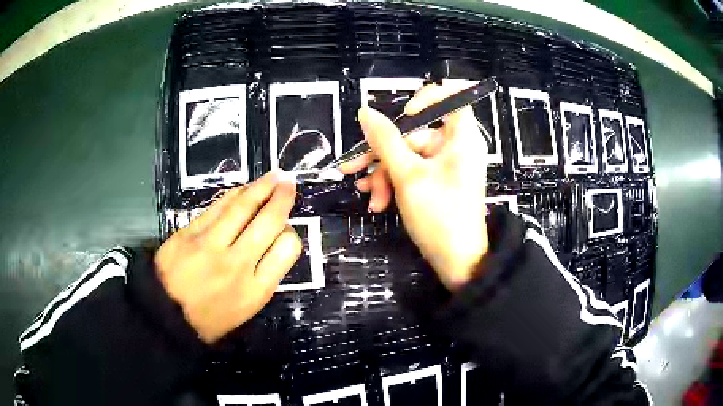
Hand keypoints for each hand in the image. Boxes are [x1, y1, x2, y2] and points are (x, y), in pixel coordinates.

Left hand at [154, 172, 302, 342]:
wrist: (166, 315)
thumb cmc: (210, 319)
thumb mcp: (245, 310)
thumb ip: (263, 278)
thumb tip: (272, 244)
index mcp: (256, 290)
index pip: (287, 249)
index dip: (290, 234)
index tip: (285, 230)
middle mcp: (237, 264)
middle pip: (268, 222)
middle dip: (282, 199)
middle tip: (289, 182)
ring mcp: (211, 245)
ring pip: (242, 207)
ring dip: (261, 188)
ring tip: (273, 176)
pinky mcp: (189, 233)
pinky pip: (217, 207)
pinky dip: (233, 195)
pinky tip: (242, 189)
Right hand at [341, 83, 488, 290]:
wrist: (457, 263)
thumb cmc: (439, 215)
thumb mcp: (407, 175)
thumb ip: (385, 140)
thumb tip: (365, 111)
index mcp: (461, 136)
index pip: (451, 97)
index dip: (426, 98)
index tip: (404, 115)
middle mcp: (455, 146)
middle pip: (415, 133)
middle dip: (384, 154)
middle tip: (353, 168)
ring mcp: (445, 165)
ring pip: (408, 155)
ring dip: (384, 174)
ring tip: (368, 196)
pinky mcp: (437, 181)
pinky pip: (412, 171)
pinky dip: (394, 183)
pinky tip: (377, 201)